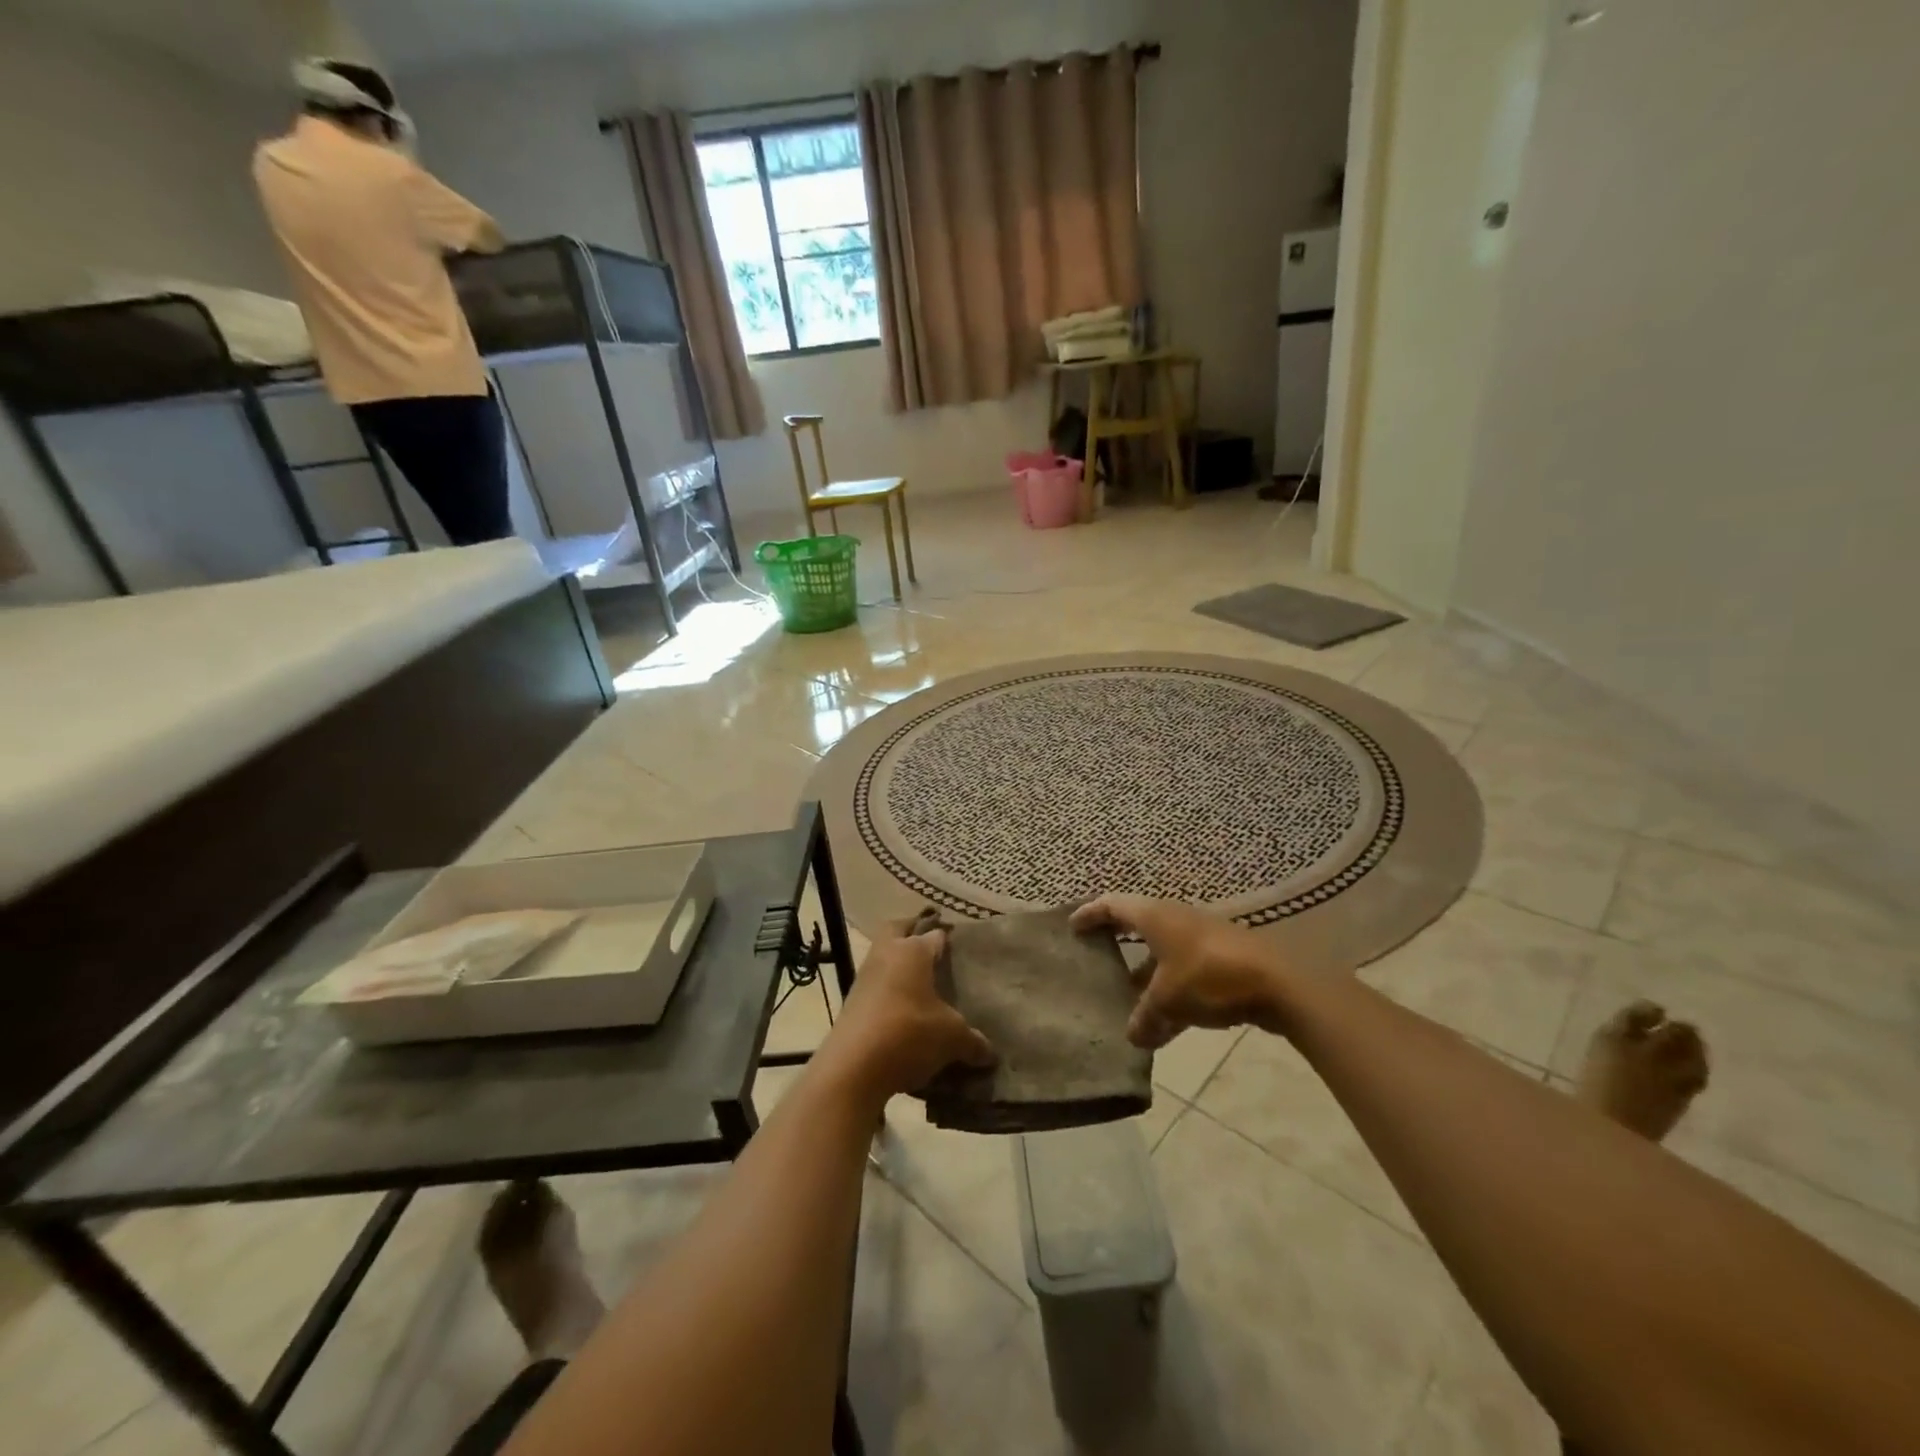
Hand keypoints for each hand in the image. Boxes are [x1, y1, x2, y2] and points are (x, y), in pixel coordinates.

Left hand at [821, 921, 994, 1104]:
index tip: (963, 953)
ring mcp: (865, 978)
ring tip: (924, 992)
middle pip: (898, 930)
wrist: (852, 1068)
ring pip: (884, 960)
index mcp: (912, 950)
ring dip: (900, 970)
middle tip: (935, 954)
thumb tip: (989, 1052)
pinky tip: (906, 1018)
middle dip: (913, 934)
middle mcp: (885, 954)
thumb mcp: (951, 1038)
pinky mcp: (852, 1004)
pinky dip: (889, 996)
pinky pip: (876, 989)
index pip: (936, 935)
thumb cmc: (909, 1034)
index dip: (950, 942)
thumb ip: (973, 1040)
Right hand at [1071, 897, 1287, 1049]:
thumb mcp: (1168, 1001)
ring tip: (1127, 1000)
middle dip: (1117, 942)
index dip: (1090, 914)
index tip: (1072, 927)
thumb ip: (1145, 1018)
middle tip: (1096, 957)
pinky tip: (1166, 1023)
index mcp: (1155, 916)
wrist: (1278, 984)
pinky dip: (1170, 989)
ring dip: (1144, 973)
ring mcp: (1201, 937)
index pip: (1113, 905)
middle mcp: (1175, 918)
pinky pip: (1184, 970)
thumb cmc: (1209, 978)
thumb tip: (1133, 1036)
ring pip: (1162, 952)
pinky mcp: (1222, 958)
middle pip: (1137, 925)